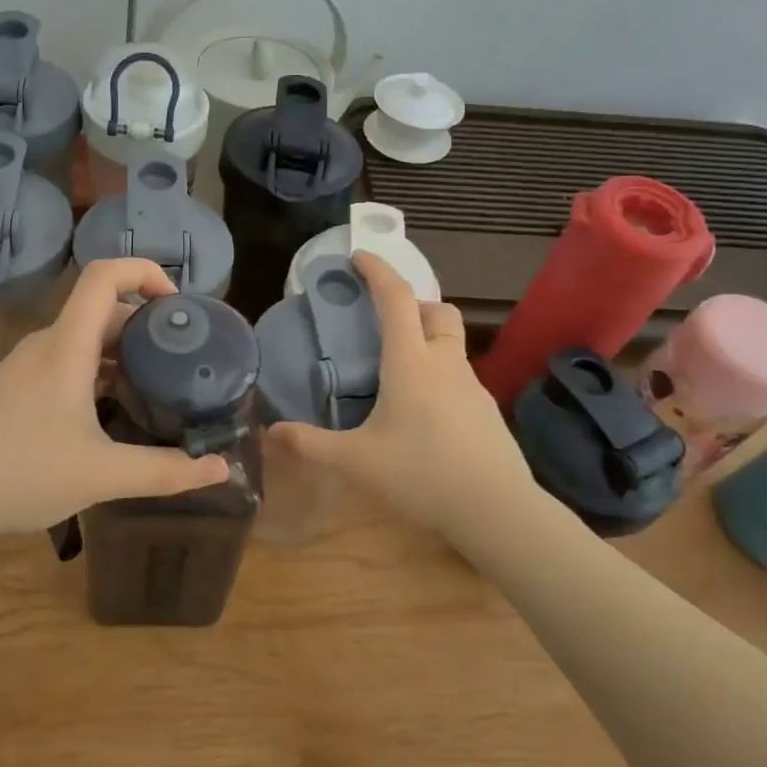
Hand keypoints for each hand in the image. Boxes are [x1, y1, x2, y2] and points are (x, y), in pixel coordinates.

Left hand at [0, 258, 230, 537]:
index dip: (145, 272)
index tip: (178, 307)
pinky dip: (97, 371)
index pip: (104, 276)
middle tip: (180, 359)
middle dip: (145, 325)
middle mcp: (45, 344)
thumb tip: (220, 469)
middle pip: (100, 310)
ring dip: (121, 352)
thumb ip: (165, 472)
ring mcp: (26, 365)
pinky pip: (66, 361)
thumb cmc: (22, 473)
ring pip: (83, 339)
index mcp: (66, 346)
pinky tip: (112, 412)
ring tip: (156, 386)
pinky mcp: (15, 387)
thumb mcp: (103, 475)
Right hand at [265, 252, 540, 542]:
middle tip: (383, 320)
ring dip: (427, 338)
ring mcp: (472, 386)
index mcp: (411, 363)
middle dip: (411, 303)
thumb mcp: (356, 462)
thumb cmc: (421, 475)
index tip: (358, 256)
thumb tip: (270, 433)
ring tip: (398, 369)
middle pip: (436, 310)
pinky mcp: (486, 410)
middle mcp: (444, 364)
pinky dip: (439, 373)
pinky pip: (459, 375)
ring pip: (451, 342)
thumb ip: (310, 445)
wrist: (497, 510)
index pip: (396, 299)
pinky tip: (423, 411)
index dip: (377, 271)